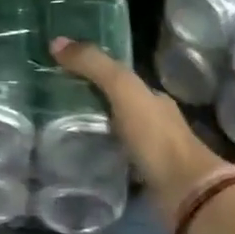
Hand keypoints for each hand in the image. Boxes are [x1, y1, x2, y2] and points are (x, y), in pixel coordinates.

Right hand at [50, 37, 234, 215]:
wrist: (184, 192)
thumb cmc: (155, 136)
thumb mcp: (124, 90)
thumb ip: (94, 66)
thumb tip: (56, 42)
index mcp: (152, 97)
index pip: (118, 78)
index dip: (92, 71)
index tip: (60, 71)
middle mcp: (153, 121)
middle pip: (115, 105)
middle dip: (88, 102)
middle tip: (50, 102)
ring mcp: (150, 151)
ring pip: (114, 133)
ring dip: (92, 131)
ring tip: (55, 130)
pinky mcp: (143, 177)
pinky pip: (114, 160)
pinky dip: (98, 156)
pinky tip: (76, 158)